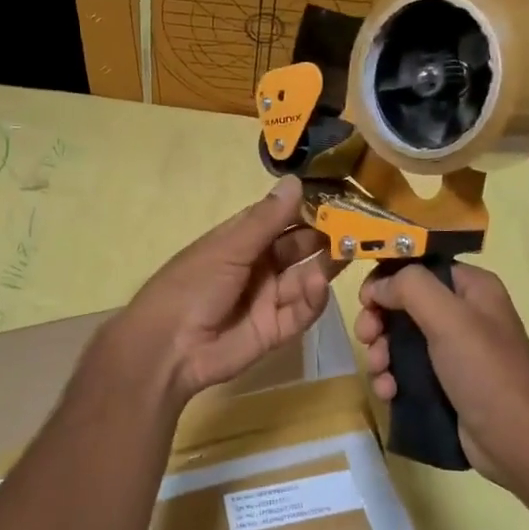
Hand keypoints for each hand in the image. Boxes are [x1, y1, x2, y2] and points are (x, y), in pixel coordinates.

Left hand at [115, 177, 337, 401]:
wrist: (168, 348)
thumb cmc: (192, 285)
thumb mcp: (228, 247)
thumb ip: (266, 220)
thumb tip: (296, 181)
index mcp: (241, 240)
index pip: (281, 218)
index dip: (308, 207)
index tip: (341, 195)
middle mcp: (259, 265)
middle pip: (299, 247)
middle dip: (325, 236)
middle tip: (359, 226)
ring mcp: (269, 298)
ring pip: (306, 277)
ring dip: (326, 264)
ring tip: (350, 250)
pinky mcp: (276, 330)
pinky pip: (302, 311)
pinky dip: (313, 298)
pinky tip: (319, 283)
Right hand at [356, 263, 528, 486]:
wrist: (518, 444)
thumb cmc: (486, 372)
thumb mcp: (450, 319)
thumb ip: (410, 288)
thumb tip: (378, 287)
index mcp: (470, 288)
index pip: (418, 268)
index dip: (388, 278)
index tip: (366, 300)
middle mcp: (462, 314)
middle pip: (402, 304)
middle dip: (378, 321)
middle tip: (366, 337)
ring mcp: (451, 351)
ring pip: (398, 340)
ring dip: (380, 353)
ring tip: (380, 373)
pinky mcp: (442, 383)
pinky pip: (403, 371)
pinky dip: (390, 378)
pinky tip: (388, 393)